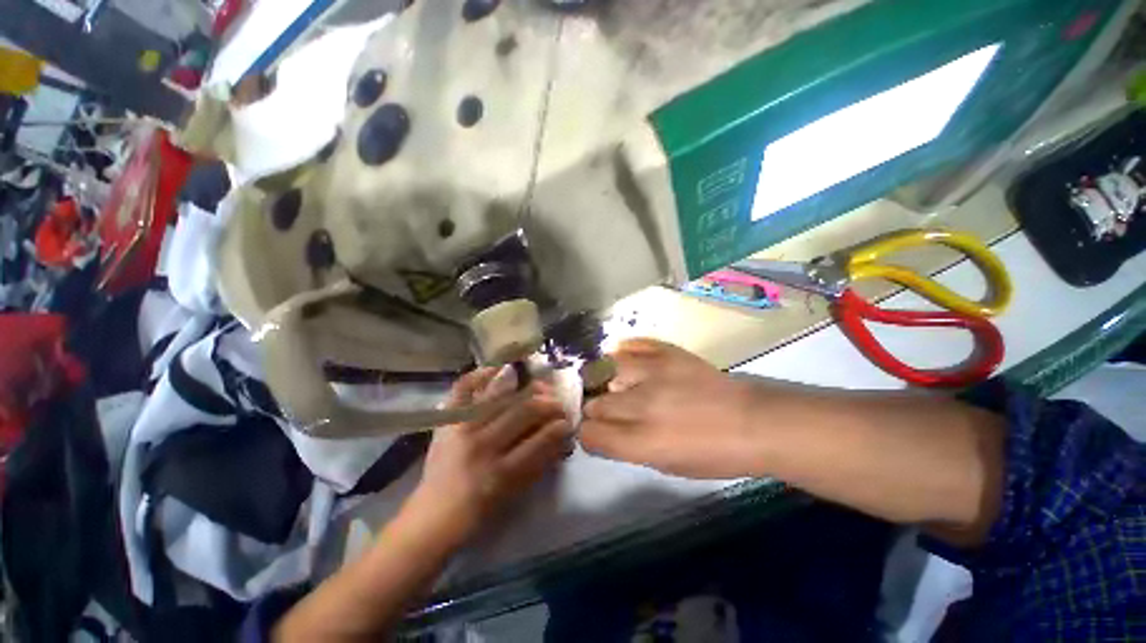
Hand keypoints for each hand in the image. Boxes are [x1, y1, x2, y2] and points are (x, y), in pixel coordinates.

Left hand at [405, 368, 572, 545]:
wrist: (432, 516)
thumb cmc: (478, 513)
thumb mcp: (514, 494)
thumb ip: (540, 464)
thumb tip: (562, 438)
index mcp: (500, 472)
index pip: (540, 440)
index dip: (560, 427)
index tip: (569, 421)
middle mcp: (482, 445)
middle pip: (525, 411)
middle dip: (550, 404)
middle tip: (559, 404)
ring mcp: (462, 428)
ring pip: (503, 397)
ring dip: (528, 389)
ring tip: (541, 388)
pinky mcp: (447, 420)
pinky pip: (464, 388)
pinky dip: (480, 374)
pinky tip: (500, 368)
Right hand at [580, 339, 758, 478]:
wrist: (756, 421)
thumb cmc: (715, 454)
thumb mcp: (668, 465)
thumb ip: (629, 448)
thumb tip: (603, 432)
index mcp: (643, 442)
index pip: (589, 433)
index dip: (586, 433)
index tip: (592, 431)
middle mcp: (642, 405)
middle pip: (594, 403)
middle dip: (593, 409)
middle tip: (604, 409)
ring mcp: (654, 373)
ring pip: (605, 371)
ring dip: (603, 379)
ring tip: (609, 381)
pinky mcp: (668, 353)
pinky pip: (633, 345)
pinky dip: (624, 352)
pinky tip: (624, 357)